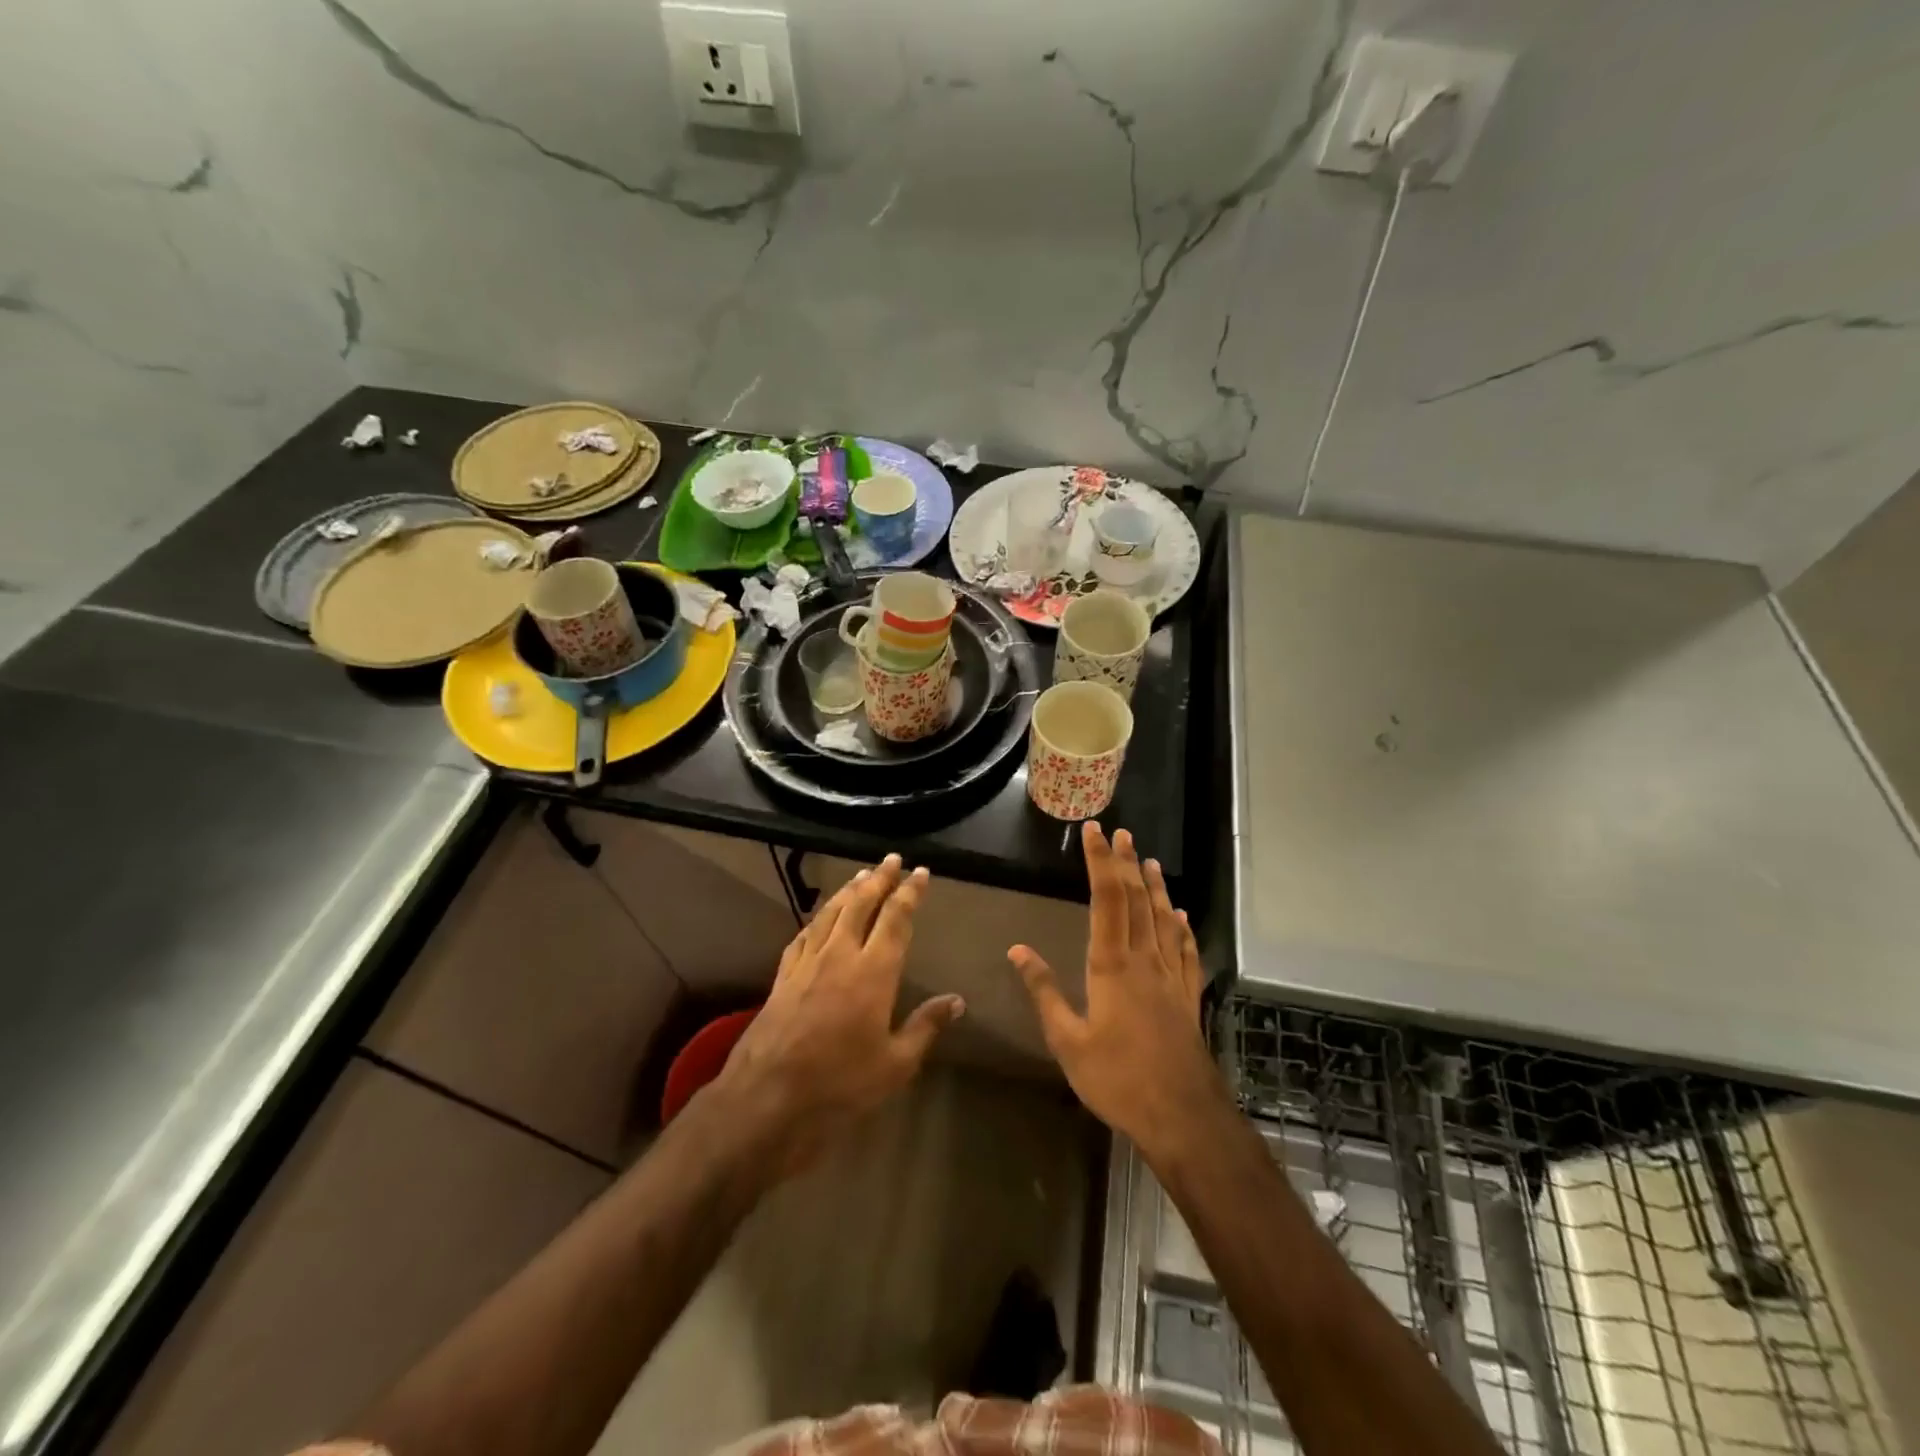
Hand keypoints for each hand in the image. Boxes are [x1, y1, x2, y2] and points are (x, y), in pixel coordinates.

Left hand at [710, 854, 962, 1171]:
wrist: (767, 1098)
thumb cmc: (840, 1084)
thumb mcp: (895, 1064)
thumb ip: (926, 1027)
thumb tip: (957, 1001)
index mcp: (873, 972)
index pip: (896, 919)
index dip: (910, 893)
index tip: (921, 873)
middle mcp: (840, 955)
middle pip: (861, 905)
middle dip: (879, 879)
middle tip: (891, 860)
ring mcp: (807, 964)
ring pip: (830, 914)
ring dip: (848, 891)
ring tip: (861, 875)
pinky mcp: (783, 977)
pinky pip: (803, 935)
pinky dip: (817, 919)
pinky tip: (820, 917)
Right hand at [1010, 824, 1221, 1158]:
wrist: (1183, 1116)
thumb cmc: (1117, 1078)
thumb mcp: (1067, 1040)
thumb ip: (1044, 992)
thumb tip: (1017, 949)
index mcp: (1112, 965)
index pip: (1106, 899)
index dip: (1100, 862)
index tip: (1094, 832)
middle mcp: (1145, 960)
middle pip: (1137, 900)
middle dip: (1127, 863)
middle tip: (1122, 833)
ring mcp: (1171, 977)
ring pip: (1164, 919)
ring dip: (1156, 887)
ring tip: (1150, 861)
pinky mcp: (1188, 997)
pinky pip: (1187, 951)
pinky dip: (1183, 927)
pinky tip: (1182, 916)